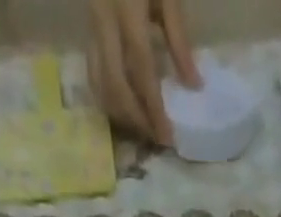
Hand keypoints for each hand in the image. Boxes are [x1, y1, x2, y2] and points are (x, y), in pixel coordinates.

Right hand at [86, 0, 200, 144]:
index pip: (141, 70)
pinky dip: (109, 100)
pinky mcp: (86, 32)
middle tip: (156, 139)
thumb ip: (179, 40)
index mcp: (126, 9)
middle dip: (136, 119)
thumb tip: (194, 86)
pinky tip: (126, 112)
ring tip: (143, 129)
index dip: (153, 108)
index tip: (168, 137)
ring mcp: (90, 27)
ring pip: (99, 84)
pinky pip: (93, 75)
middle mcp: (103, 21)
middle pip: (115, 85)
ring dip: (121, 114)